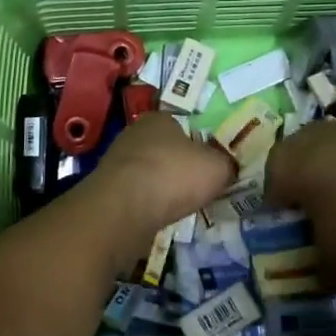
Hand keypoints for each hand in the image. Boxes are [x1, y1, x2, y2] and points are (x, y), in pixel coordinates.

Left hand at [92, 112, 235, 235]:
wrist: (123, 208)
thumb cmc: (173, 176)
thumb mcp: (217, 167)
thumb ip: (227, 164)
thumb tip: (229, 167)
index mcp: (160, 119)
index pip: (184, 126)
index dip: (199, 145)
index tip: (209, 165)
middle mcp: (135, 133)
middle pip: (164, 149)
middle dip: (179, 167)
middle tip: (197, 187)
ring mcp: (117, 161)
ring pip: (148, 172)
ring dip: (161, 187)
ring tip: (179, 206)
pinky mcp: (107, 189)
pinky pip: (135, 194)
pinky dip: (147, 204)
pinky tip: (157, 216)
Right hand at [265, 110, 335, 276]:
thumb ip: (323, 271)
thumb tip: (323, 286)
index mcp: (284, 165)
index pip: (272, 194)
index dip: (285, 217)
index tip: (302, 237)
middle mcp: (306, 136)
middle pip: (300, 166)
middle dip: (310, 189)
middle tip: (329, 219)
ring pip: (333, 149)